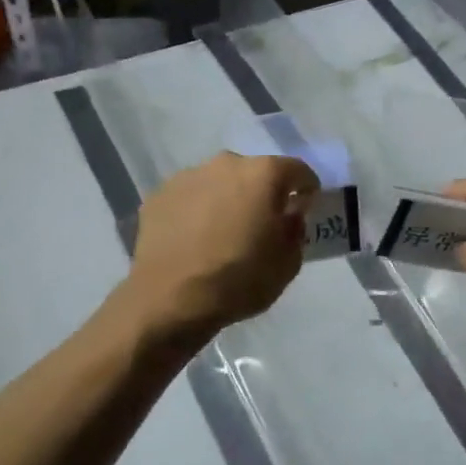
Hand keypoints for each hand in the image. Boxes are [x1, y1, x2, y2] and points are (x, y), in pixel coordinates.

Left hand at [123, 152, 320, 344]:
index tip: (305, 208)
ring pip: (219, 182)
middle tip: (261, 223)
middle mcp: (227, 164)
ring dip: (227, 199)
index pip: (298, 170)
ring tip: (223, 232)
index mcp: (264, 174)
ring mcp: (188, 176)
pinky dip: (197, 211)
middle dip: (263, 193)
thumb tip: (289, 216)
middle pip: (255, 172)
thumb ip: (295, 230)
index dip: (306, 189)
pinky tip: (194, 239)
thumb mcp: (288, 263)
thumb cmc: (239, 279)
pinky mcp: (159, 195)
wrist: (170, 299)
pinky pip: (190, 197)